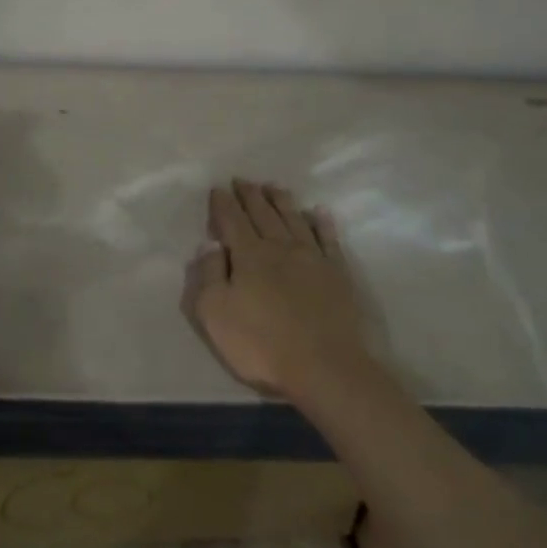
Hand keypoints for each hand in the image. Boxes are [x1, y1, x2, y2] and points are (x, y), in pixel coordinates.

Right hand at [181, 179, 367, 399]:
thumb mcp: (215, 314)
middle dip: (250, 195)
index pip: (232, 221)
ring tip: (273, 186)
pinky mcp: (338, 273)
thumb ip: (208, 275)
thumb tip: (210, 244)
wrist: (324, 367)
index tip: (218, 188)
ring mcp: (313, 258)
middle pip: (263, 214)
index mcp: (249, 255)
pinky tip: (318, 212)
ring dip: (281, 201)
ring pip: (294, 219)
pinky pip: (328, 238)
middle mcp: (280, 247)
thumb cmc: (260, 344)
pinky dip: (322, 222)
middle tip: (243, 180)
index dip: (223, 204)